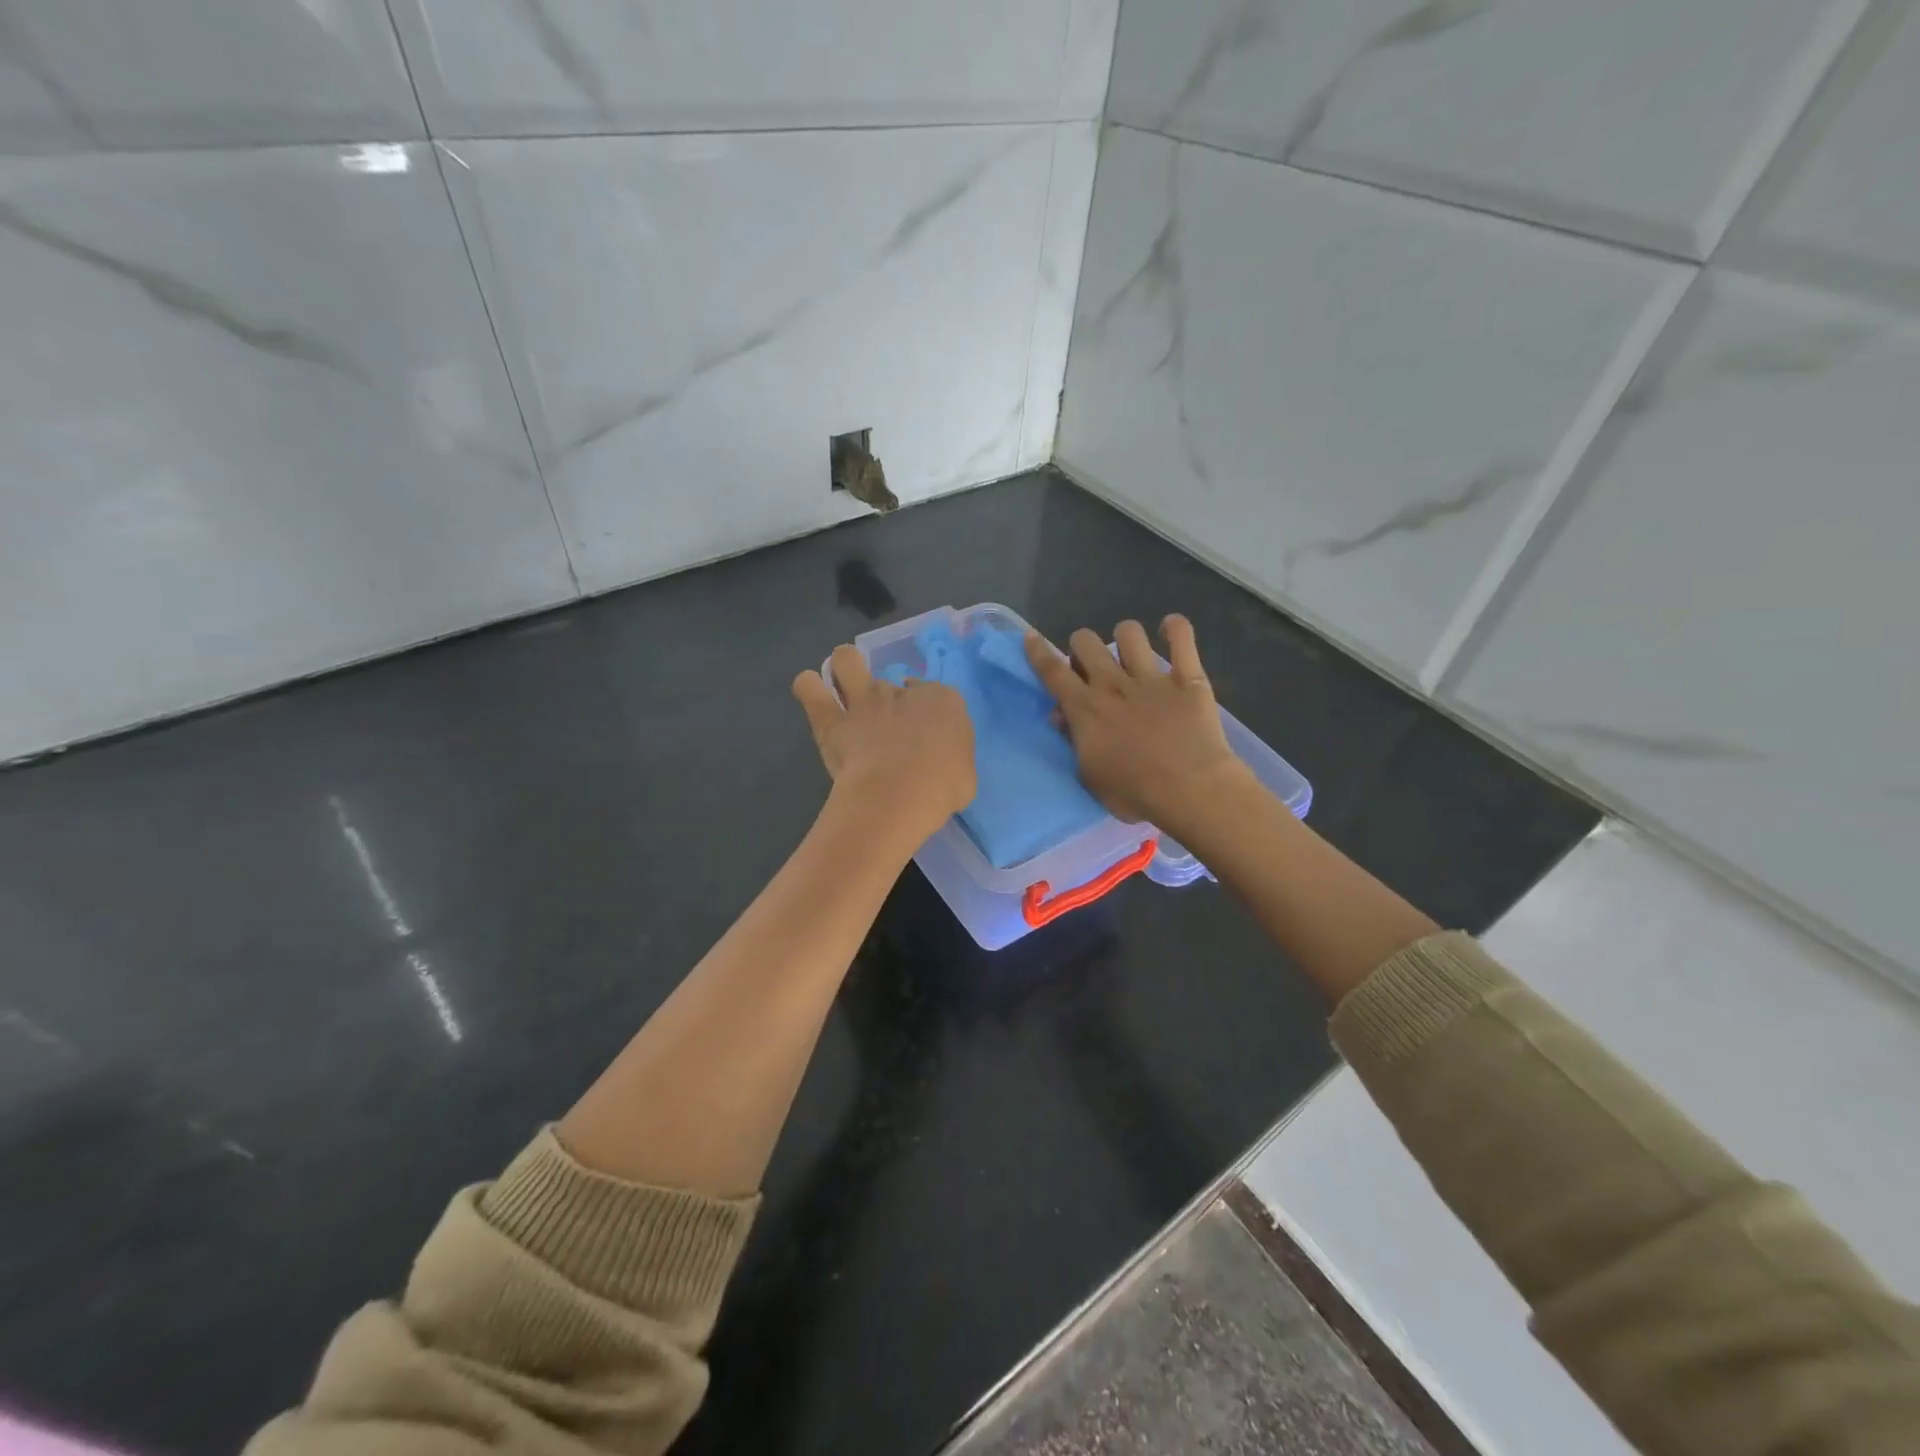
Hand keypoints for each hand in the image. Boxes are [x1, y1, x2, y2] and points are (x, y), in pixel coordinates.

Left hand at [792, 645, 975, 842]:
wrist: (899, 795)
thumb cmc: (943, 789)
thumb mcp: (964, 774)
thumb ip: (949, 758)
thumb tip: (940, 762)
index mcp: (943, 702)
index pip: (932, 693)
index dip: (922, 709)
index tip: (919, 733)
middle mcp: (902, 692)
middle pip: (890, 677)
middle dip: (885, 690)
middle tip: (881, 714)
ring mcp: (864, 701)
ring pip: (846, 660)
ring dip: (843, 668)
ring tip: (841, 687)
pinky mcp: (832, 719)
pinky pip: (809, 688)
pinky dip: (809, 687)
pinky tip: (812, 695)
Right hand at [1024, 614, 1245, 825]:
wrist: (1190, 789)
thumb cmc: (1135, 792)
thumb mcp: (1090, 777)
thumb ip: (1074, 742)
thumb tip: (1063, 718)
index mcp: (1085, 708)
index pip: (1053, 671)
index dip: (1039, 652)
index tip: (1031, 637)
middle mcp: (1113, 684)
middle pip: (1086, 642)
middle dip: (1082, 646)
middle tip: (1090, 666)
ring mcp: (1152, 677)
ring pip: (1129, 633)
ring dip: (1125, 637)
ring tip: (1130, 651)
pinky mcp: (1187, 677)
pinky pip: (1182, 638)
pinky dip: (1175, 628)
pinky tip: (1170, 628)